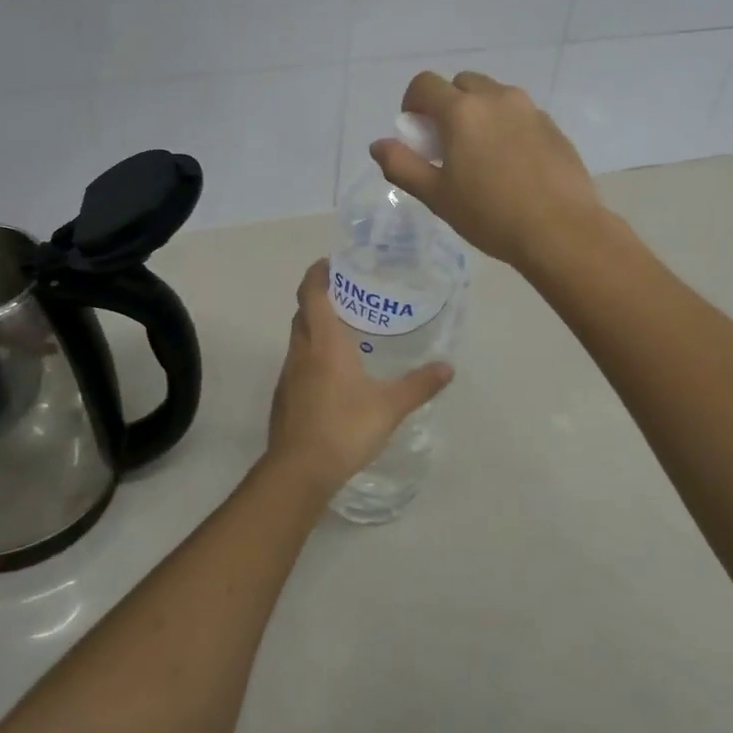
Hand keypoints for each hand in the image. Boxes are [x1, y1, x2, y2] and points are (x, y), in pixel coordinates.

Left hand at [267, 260, 452, 495]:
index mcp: (324, 343)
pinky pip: (298, 361)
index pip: (312, 293)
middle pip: (303, 312)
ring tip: (346, 330)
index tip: (331, 262)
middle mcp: (301, 351)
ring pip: (299, 337)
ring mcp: (288, 374)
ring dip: (315, 326)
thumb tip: (447, 367)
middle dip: (320, 297)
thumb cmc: (344, 428)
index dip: (318, 273)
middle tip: (349, 294)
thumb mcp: (390, 406)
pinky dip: (312, 353)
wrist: (299, 470)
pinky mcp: (284, 395)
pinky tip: (333, 372)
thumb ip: (419, 385)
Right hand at [370, 71, 604, 276]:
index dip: (413, 103)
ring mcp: (529, 109)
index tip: (416, 132)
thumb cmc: (490, 215)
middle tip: (447, 144)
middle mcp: (496, 98)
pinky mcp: (553, 126)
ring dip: (478, 113)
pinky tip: (512, 165)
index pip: (424, 84)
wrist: (560, 230)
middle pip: (461, 84)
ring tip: (481, 155)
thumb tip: (379, 145)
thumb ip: (402, 166)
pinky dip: (506, 126)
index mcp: (461, 111)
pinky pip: (519, 114)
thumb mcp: (436, 196)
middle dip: (448, 105)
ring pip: (493, 96)